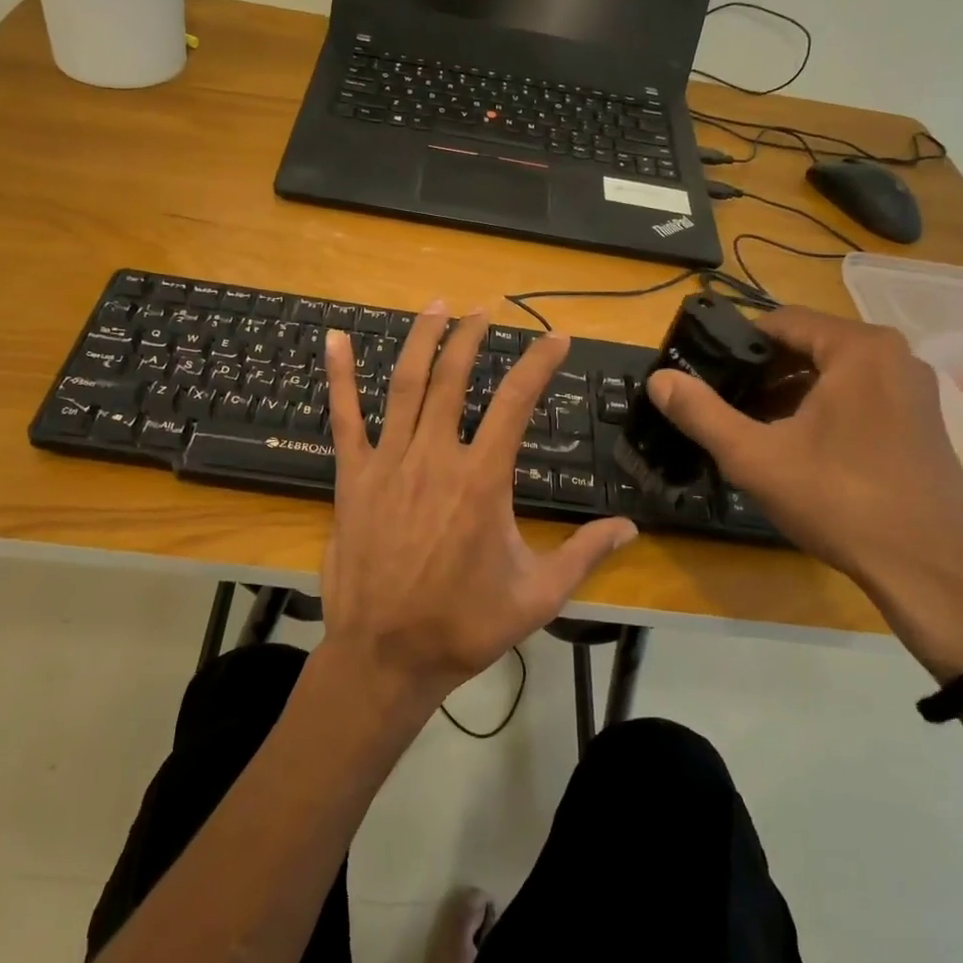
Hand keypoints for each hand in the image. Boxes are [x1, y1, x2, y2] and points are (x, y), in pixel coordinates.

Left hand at [319, 303, 637, 706]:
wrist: (386, 656)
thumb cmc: (464, 626)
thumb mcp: (537, 596)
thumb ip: (584, 554)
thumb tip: (629, 528)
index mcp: (482, 480)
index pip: (516, 403)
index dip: (538, 363)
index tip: (555, 338)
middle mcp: (435, 457)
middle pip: (454, 378)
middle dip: (472, 336)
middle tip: (485, 309)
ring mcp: (388, 463)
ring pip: (404, 385)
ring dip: (422, 340)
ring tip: (437, 306)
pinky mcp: (352, 477)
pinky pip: (343, 418)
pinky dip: (338, 376)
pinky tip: (333, 339)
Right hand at [645, 306, 962, 678]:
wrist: (929, 571)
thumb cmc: (838, 501)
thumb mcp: (754, 457)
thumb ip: (701, 413)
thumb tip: (659, 379)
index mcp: (859, 349)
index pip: (782, 321)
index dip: (736, 343)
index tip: (705, 371)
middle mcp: (895, 356)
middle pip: (809, 345)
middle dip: (762, 371)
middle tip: (724, 402)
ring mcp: (916, 390)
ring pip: (834, 373)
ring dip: (791, 392)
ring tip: (752, 425)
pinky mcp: (924, 422)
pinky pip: (861, 396)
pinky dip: (824, 408)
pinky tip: (798, 446)